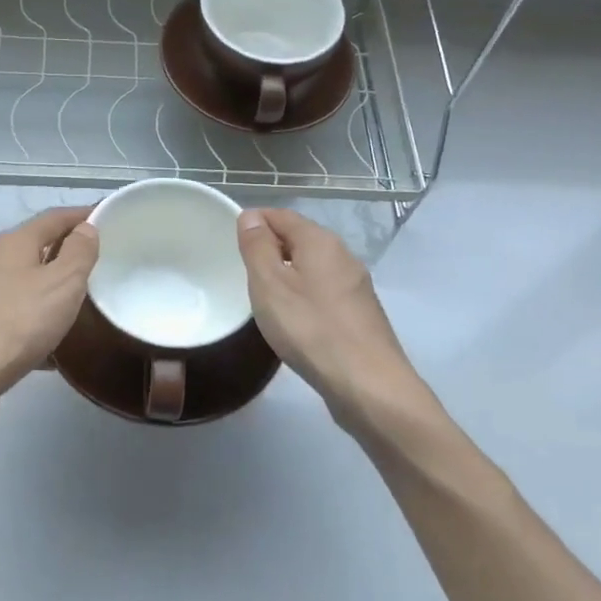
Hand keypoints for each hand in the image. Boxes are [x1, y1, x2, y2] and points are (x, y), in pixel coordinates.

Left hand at [0, 207, 98, 432]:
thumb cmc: (16, 324)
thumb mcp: (62, 284)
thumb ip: (78, 253)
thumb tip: (84, 228)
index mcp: (12, 244)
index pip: (53, 218)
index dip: (80, 215)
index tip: (105, 219)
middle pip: (32, 249)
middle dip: (62, 254)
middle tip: (93, 267)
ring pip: (18, 284)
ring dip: (44, 290)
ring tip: (71, 309)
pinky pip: (7, 316)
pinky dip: (29, 322)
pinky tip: (44, 349)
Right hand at [236, 208, 442, 438]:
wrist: (369, 385)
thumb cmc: (311, 328)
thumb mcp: (270, 284)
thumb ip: (257, 247)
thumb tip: (251, 216)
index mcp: (320, 241)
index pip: (282, 215)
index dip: (255, 222)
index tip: (232, 241)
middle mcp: (343, 255)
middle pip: (300, 238)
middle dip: (271, 247)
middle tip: (243, 270)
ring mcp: (356, 285)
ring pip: (313, 266)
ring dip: (288, 272)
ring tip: (264, 296)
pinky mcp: (360, 313)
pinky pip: (324, 290)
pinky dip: (304, 293)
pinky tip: (294, 318)